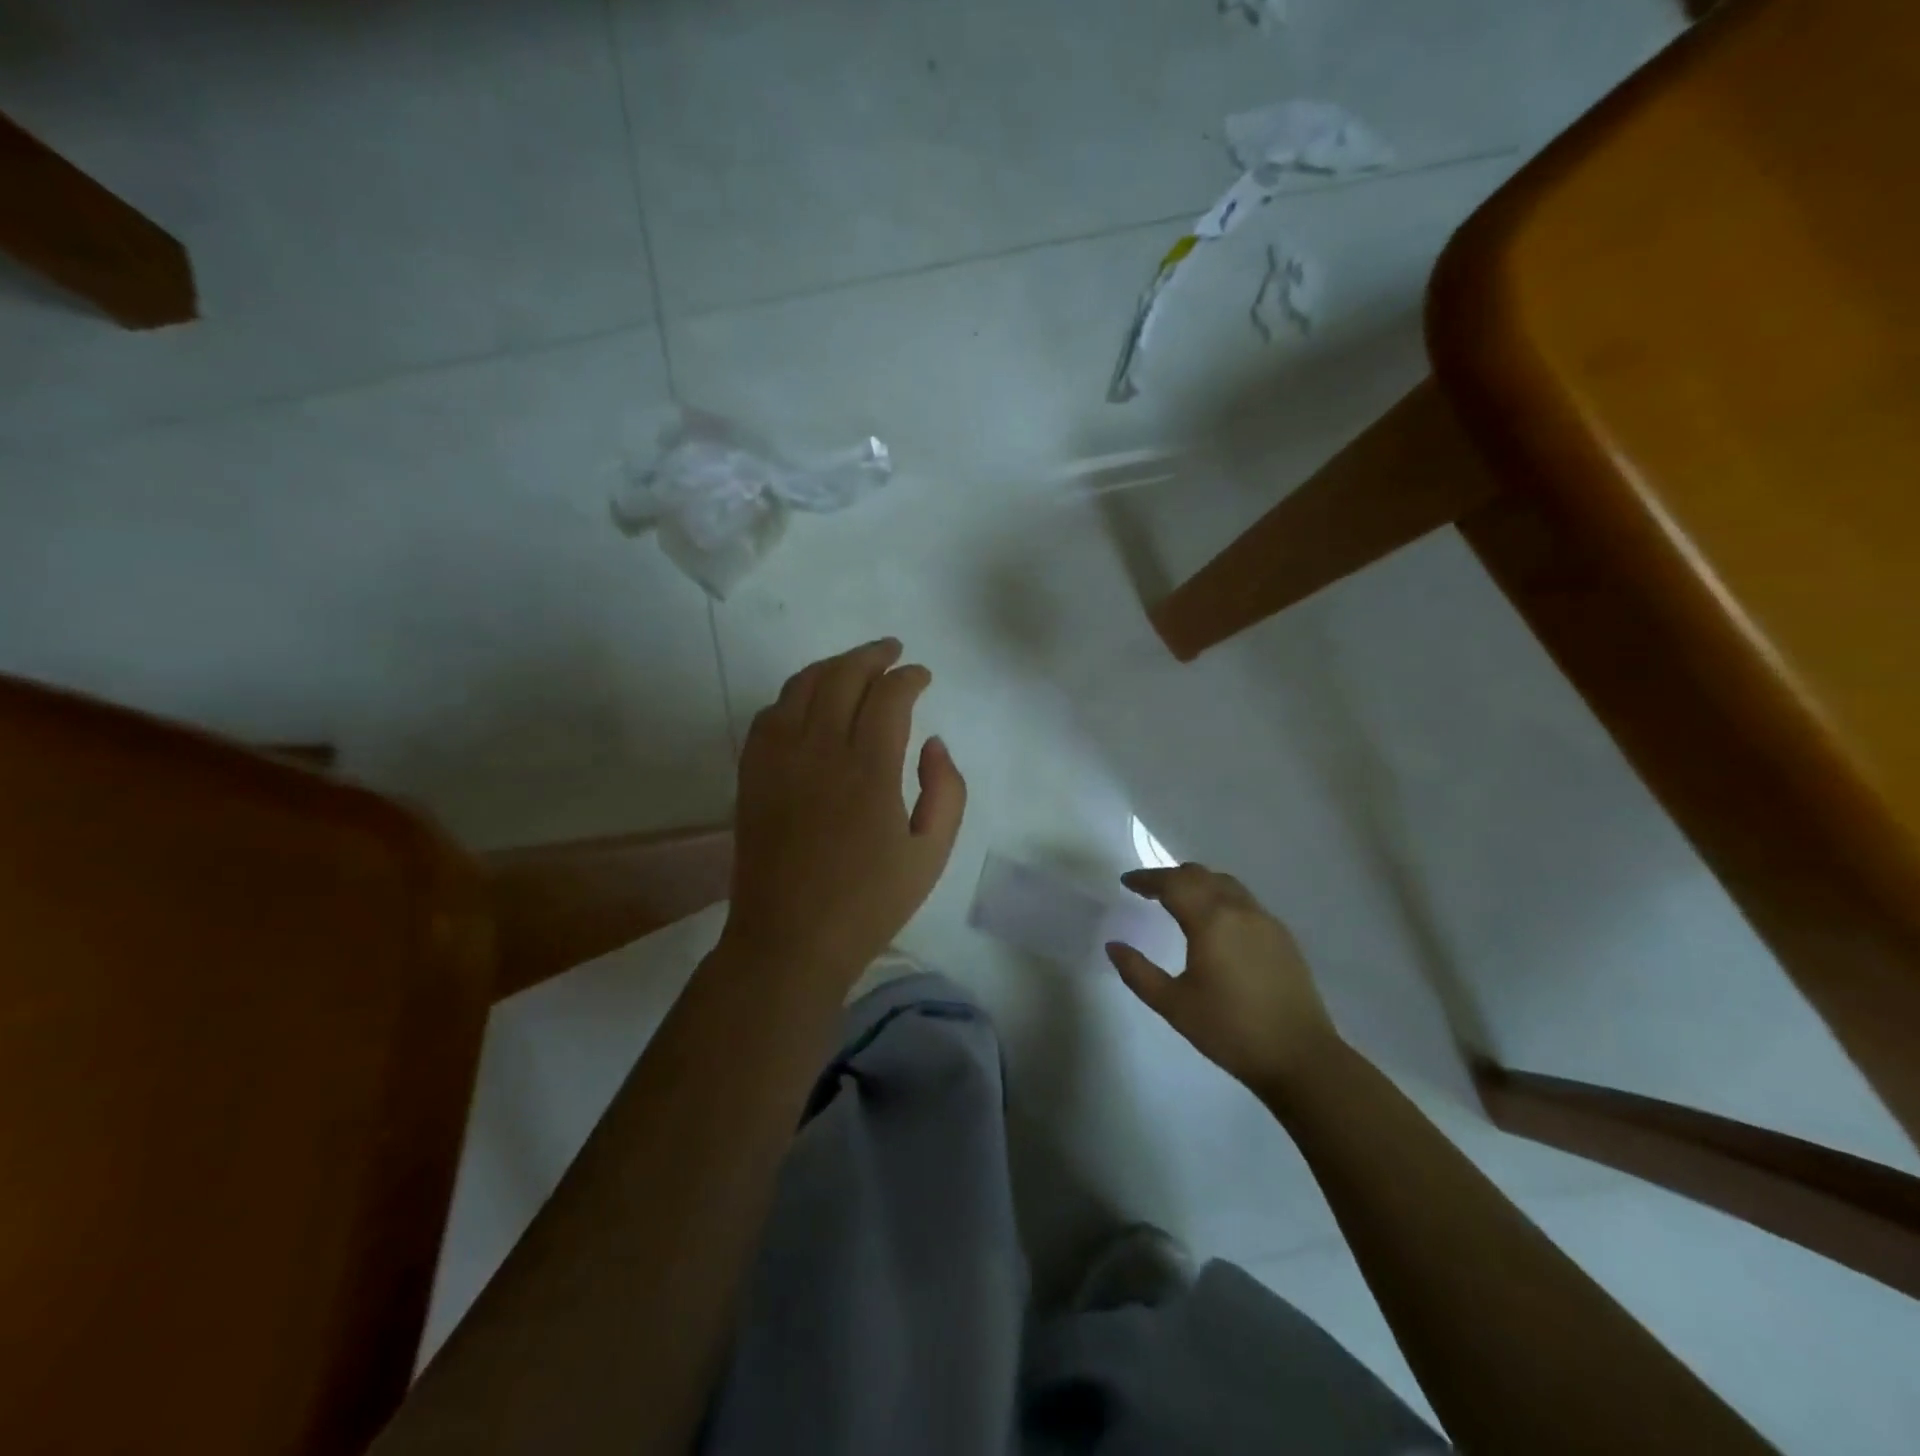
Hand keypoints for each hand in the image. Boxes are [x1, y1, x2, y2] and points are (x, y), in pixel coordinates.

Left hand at [721, 638, 966, 988]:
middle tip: (892, 651)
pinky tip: (808, 701)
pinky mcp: (752, 775)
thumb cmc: (868, 903)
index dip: (909, 677)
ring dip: (832, 666)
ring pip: (801, 686)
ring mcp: (777, 760)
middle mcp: (819, 751)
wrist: (790, 941)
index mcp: (868, 770)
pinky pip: (770, 714)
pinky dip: (794, 694)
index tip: (922, 676)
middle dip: (872, 655)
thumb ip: (945, 791)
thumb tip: (932, 743)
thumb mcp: (931, 854)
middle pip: (842, 676)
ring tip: (854, 666)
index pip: (888, 696)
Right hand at [1107, 863, 1340, 1096]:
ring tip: (1179, 899)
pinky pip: (1244, 901)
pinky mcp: (1283, 937)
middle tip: (1148, 889)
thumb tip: (1113, 946)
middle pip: (1200, 875)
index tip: (1127, 882)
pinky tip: (1215, 921)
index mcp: (1211, 920)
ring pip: (1226, 884)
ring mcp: (1266, 921)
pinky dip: (1220, 897)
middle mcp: (1239, 910)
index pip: (1173, 884)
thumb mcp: (1173, 1005)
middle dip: (1171, 877)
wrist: (1301, 1057)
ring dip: (1198, 883)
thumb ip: (1138, 972)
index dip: (1146, 879)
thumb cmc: (1230, 1030)